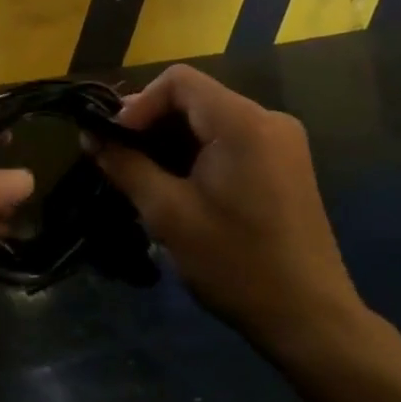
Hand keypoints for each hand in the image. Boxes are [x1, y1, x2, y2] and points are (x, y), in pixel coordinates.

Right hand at [88, 65, 372, 363]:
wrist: (309, 319)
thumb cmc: (235, 263)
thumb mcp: (168, 214)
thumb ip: (126, 165)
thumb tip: (90, 135)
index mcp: (243, 123)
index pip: (178, 81)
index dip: (138, 103)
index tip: (114, 140)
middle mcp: (268, 120)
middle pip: (194, 98)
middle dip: (150, 123)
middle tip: (117, 157)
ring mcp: (281, 142)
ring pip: (209, 119)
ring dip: (170, 139)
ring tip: (140, 174)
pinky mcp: (283, 164)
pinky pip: (228, 139)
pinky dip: (195, 152)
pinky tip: (175, 184)